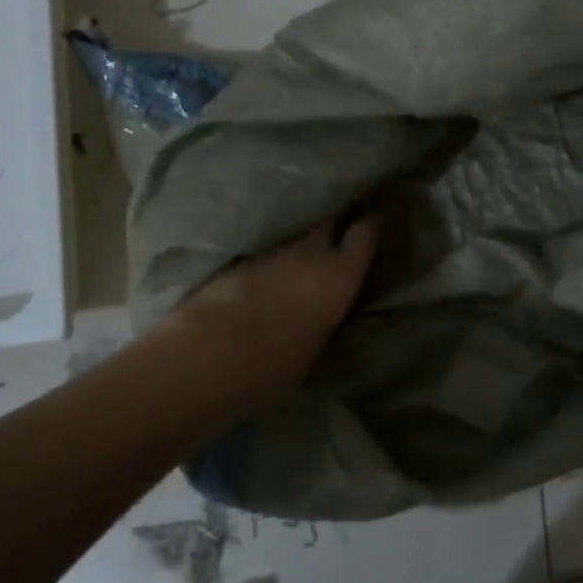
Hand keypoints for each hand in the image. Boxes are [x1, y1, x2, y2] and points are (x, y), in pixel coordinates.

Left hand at [168, 213, 381, 408]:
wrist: (208, 355)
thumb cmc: (272, 368)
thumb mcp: (313, 352)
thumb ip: (322, 322)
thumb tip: (320, 317)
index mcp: (338, 278)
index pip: (365, 234)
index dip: (371, 222)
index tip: (375, 213)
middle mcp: (308, 254)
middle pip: (328, 219)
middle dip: (335, 217)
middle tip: (340, 219)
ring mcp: (270, 252)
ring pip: (293, 233)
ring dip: (299, 238)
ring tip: (301, 249)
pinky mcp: (236, 259)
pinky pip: (264, 249)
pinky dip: (270, 255)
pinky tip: (266, 269)